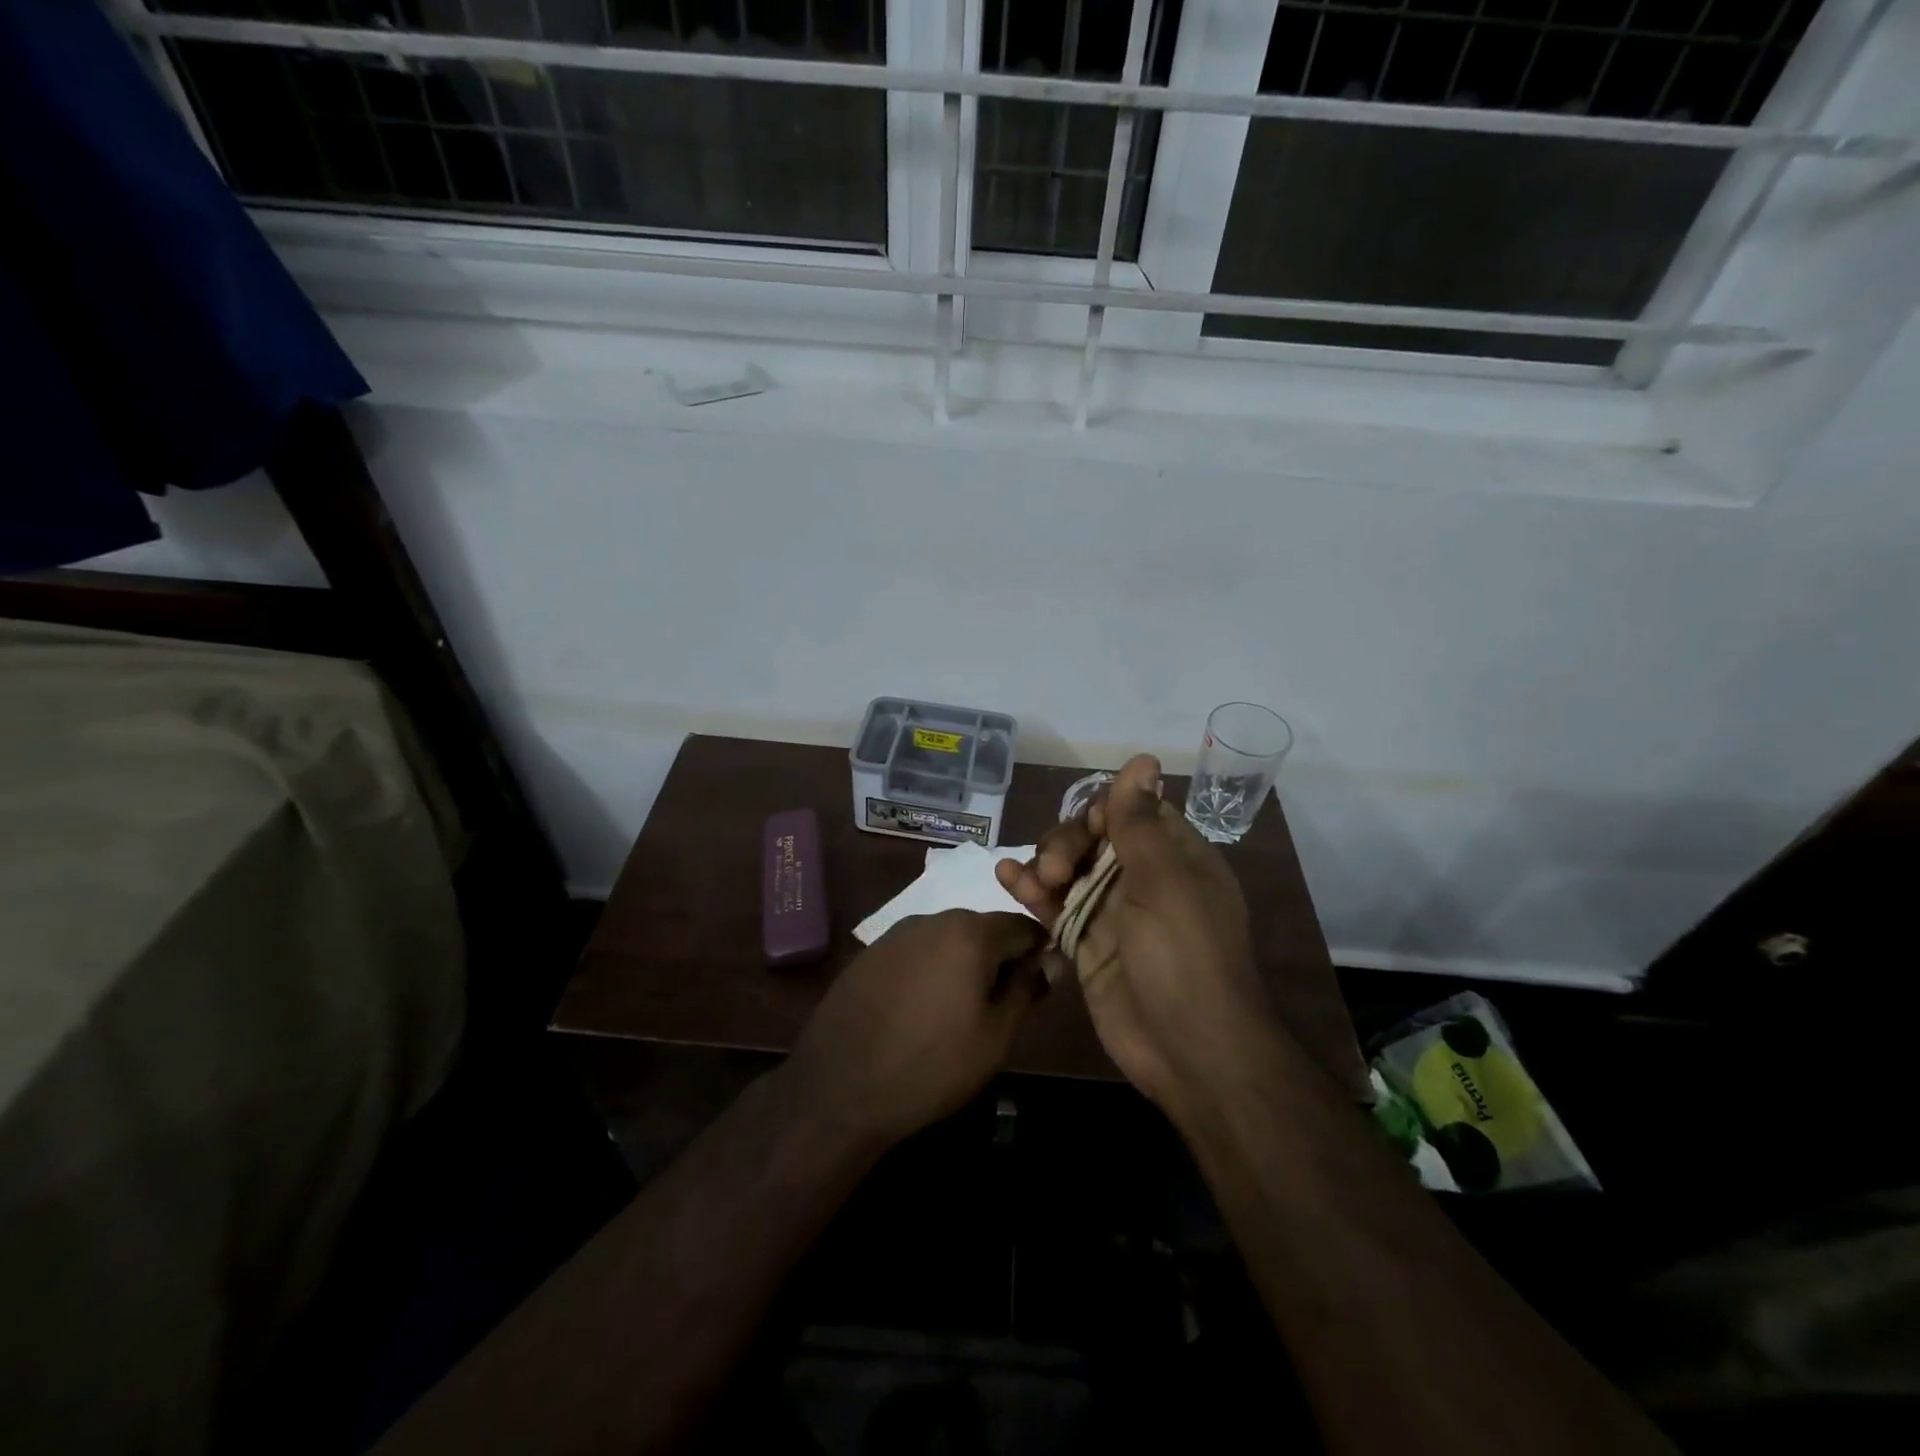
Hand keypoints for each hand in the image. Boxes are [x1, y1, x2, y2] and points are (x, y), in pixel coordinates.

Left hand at [785, 910, 1046, 1147]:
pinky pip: (916, 952)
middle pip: (983, 929)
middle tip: (1000, 1006)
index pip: (1022, 926)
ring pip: (947, 939)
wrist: (839, 1087)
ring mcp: (895, 934)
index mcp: (969, 932)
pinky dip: (930, 970)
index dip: (1039, 953)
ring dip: (963, 964)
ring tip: (959, 1011)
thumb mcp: (995, 1037)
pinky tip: (921, 1010)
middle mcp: (932, 919)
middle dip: (999, 959)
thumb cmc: (931, 1065)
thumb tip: (1046, 963)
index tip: (1039, 986)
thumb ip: (1025, 990)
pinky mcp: (870, 953)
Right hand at [997, 756, 1366, 1117]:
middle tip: (1055, 870)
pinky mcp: (1086, 943)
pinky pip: (1055, 907)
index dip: (1104, 811)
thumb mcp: (1163, 881)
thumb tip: (1142, 759)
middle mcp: (1143, 878)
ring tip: (1027, 880)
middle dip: (1067, 844)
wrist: (1189, 1051)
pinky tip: (1007, 880)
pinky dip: (1031, 893)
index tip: (1090, 826)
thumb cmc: (1184, 956)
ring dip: (1043, 865)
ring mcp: (1111, 912)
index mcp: (1174, 857)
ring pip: (1068, 870)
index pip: (1132, 812)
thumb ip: (1139, 822)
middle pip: (1092, 838)